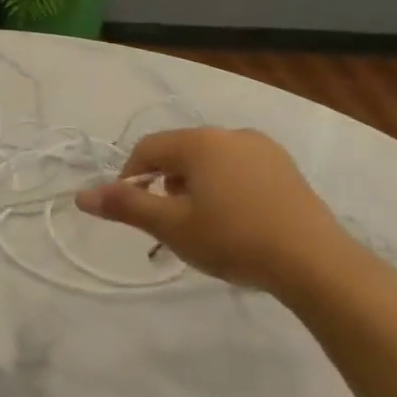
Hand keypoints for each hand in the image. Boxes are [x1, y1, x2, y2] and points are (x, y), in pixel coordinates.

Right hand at [75, 127, 365, 298]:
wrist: (315, 262)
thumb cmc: (233, 240)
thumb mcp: (172, 227)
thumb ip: (126, 206)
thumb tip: (81, 195)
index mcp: (199, 142)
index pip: (148, 149)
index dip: (131, 177)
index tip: (133, 211)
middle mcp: (229, 134)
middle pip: (180, 152)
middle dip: (166, 183)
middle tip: (169, 223)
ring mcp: (262, 149)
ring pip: (212, 161)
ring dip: (196, 186)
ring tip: (203, 225)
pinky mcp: (286, 169)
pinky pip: (241, 169)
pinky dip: (227, 187)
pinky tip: (237, 221)